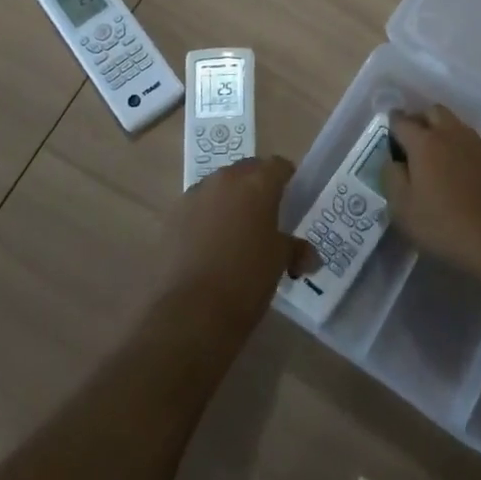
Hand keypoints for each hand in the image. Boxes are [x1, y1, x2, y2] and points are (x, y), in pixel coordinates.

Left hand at [151, 156, 313, 332]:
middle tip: (266, 219)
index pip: (279, 166)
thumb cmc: (246, 280)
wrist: (189, 314)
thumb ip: (295, 249)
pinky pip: (197, 208)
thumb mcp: (279, 263)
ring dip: (230, 203)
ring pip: (219, 189)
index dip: (288, 181)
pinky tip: (209, 248)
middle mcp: (224, 179)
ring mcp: (194, 195)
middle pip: (247, 172)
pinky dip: (206, 219)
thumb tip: (308, 256)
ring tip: (236, 236)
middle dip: (257, 189)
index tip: (292, 202)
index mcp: (256, 183)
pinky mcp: (171, 217)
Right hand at [386, 106, 480, 288]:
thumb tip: (394, 160)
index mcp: (424, 144)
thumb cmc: (444, 229)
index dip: (393, 128)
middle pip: (432, 112)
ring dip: (450, 131)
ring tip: (447, 155)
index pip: (401, 121)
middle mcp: (452, 133)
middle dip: (421, 122)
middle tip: (417, 148)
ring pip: (461, 121)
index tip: (392, 142)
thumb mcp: (401, 210)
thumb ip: (391, 177)